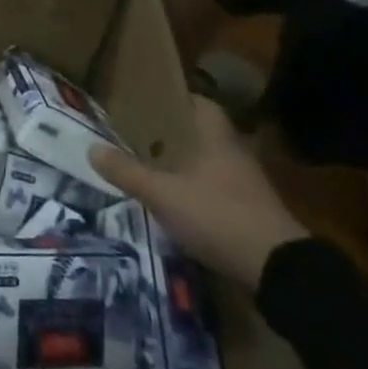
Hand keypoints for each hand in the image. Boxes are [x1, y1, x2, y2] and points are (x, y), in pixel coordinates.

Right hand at [92, 95, 308, 289]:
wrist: (277, 268)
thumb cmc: (217, 214)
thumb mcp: (162, 193)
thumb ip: (126, 171)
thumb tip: (90, 148)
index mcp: (215, 136)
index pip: (197, 102)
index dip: (172, 99)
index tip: (144, 102)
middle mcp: (233, 152)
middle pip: (198, 132)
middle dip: (169, 133)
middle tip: (135, 133)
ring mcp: (244, 183)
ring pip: (206, 161)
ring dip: (181, 162)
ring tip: (147, 164)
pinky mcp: (249, 210)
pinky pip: (214, 187)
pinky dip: (194, 188)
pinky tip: (172, 198)